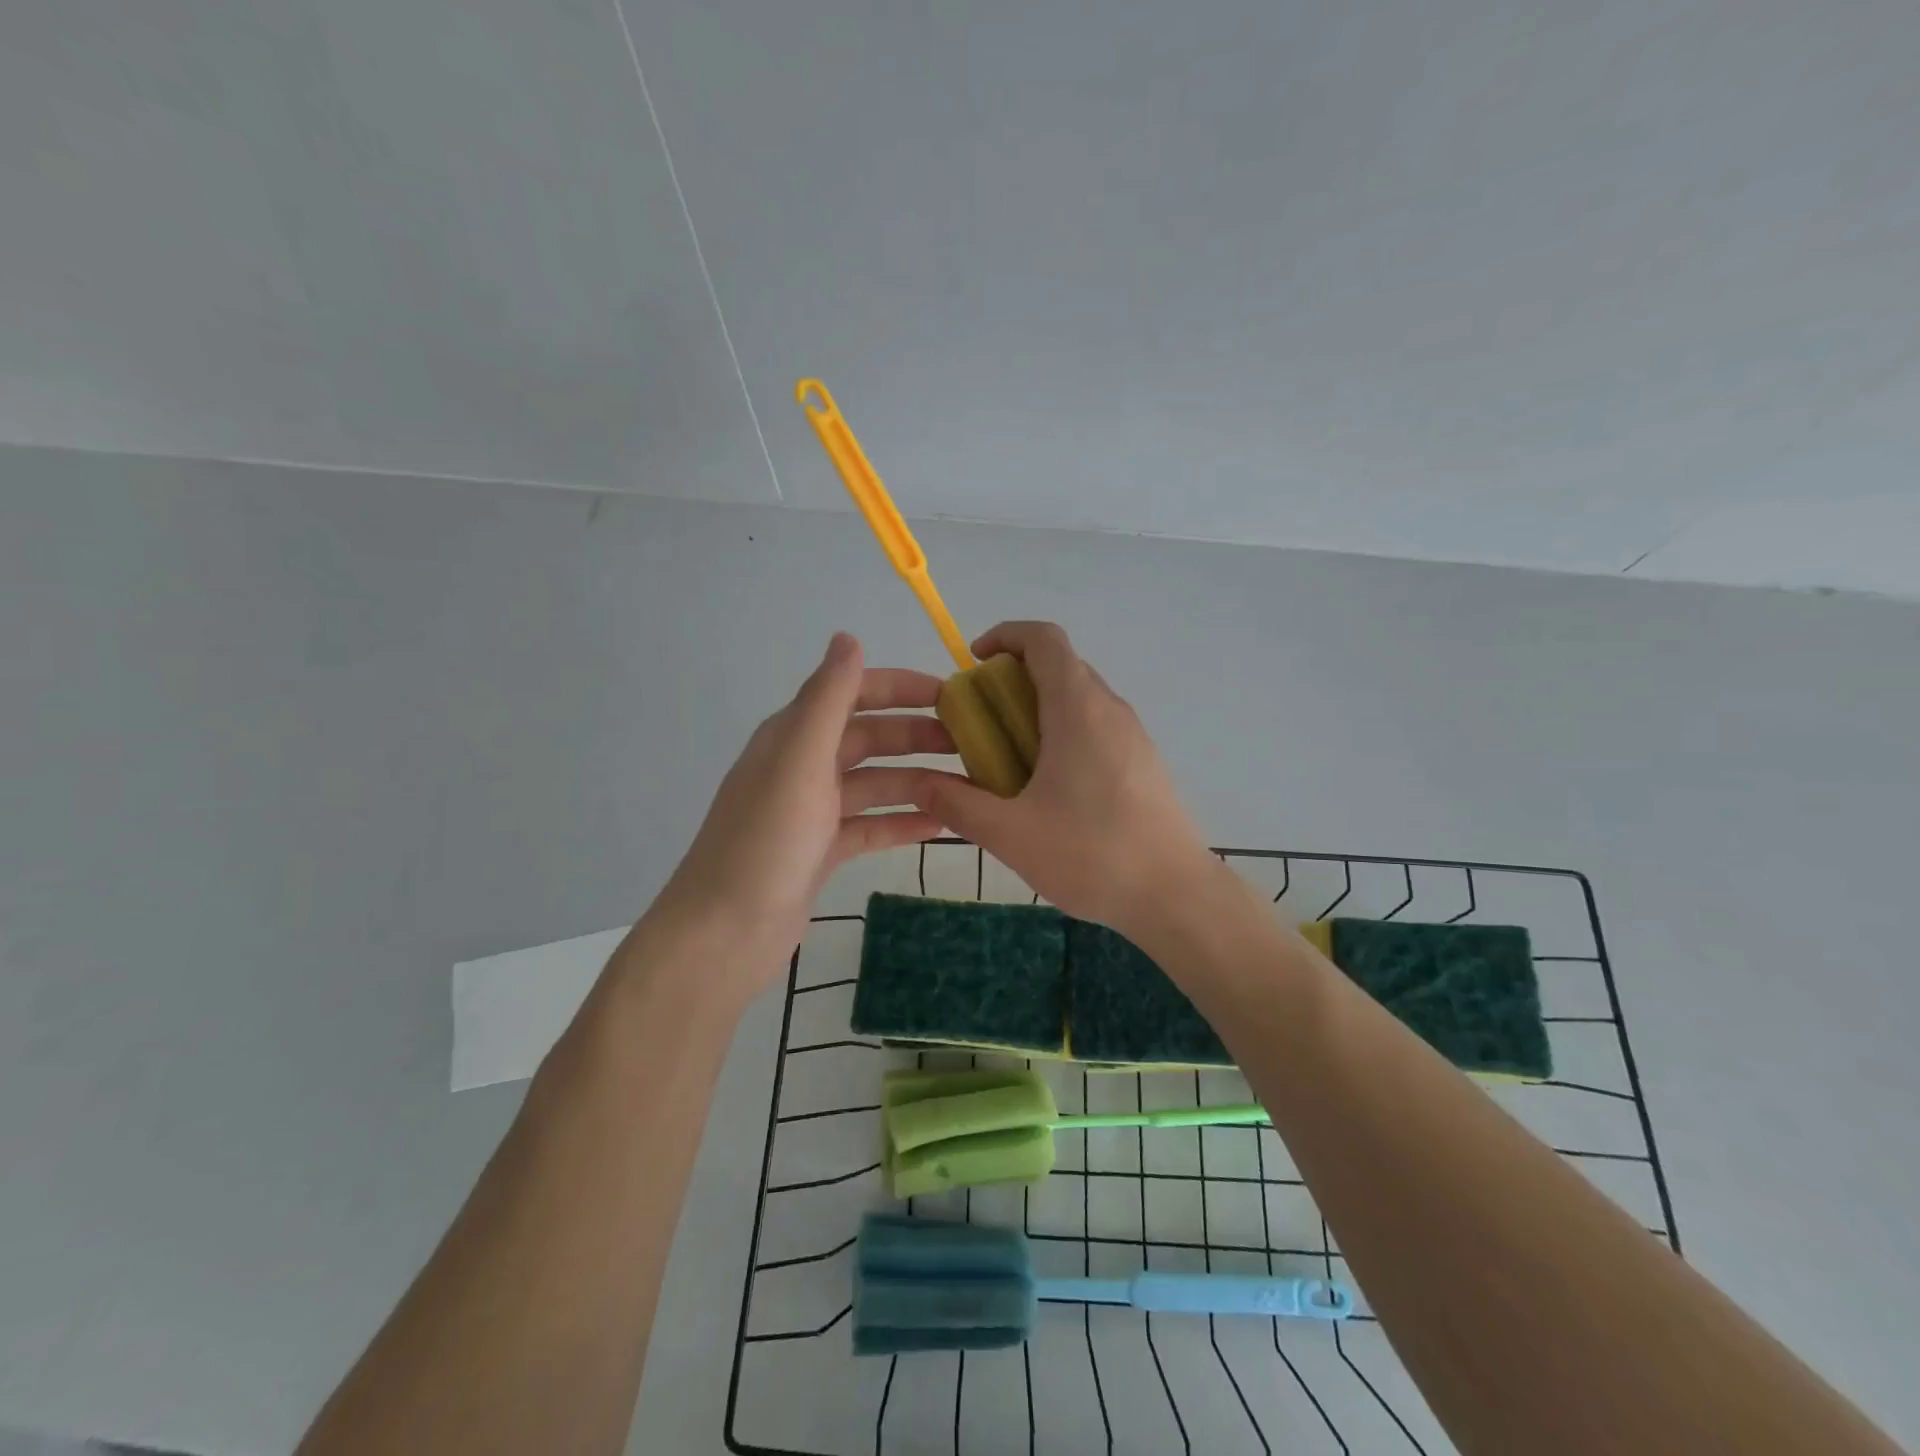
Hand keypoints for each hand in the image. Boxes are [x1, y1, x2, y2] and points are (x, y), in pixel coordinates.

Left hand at [651, 633, 949, 1001]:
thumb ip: (828, 698)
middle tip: (974, 744)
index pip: (854, 693)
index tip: (954, 694)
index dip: (902, 687)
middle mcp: (803, 765)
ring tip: (970, 786)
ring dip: (919, 780)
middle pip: (870, 738)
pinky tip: (942, 826)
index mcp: (794, 735)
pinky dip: (903, 821)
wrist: (726, 932)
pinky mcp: (822, 850)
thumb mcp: (800, 760)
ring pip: (876, 783)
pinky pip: (871, 825)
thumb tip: (848, 636)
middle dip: (919, 735)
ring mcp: (813, 810)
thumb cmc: (766, 840)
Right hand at [911, 621, 1214, 937]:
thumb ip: (958, 804)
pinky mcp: (1143, 761)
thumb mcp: (1010, 833)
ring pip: (1079, 698)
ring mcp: (1133, 735)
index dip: (1005, 636)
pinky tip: (1050, 788)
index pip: (1044, 639)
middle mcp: (1110, 709)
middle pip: (1060, 666)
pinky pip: (1096, 727)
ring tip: (1009, 759)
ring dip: (1039, 710)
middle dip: (1013, 679)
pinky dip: (1063, 733)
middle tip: (981, 722)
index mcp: (1078, 709)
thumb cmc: (1091, 855)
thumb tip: (918, 783)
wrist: (1175, 895)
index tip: (974, 664)